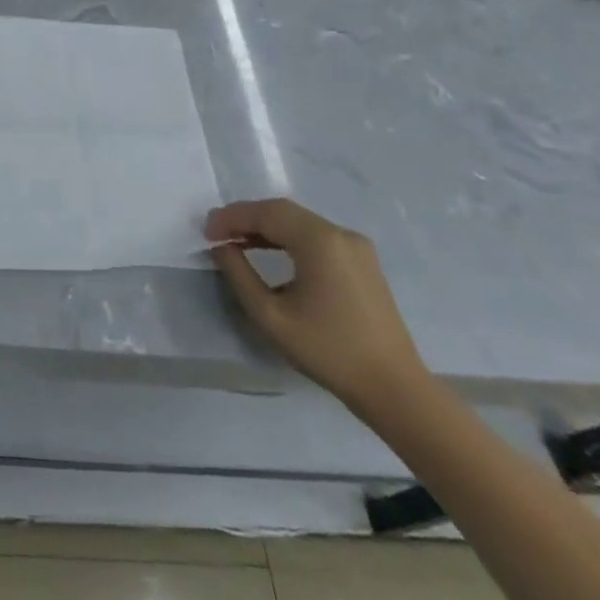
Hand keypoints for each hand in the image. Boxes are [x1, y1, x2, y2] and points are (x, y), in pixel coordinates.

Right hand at [205, 197, 427, 416]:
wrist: (393, 388)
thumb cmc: (327, 351)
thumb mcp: (270, 316)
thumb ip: (239, 274)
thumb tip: (221, 247)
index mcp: (319, 241)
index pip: (266, 213)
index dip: (231, 217)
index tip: (206, 232)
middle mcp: (340, 234)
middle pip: (283, 211)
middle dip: (247, 218)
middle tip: (217, 232)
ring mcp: (356, 246)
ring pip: (300, 222)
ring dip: (267, 227)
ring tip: (237, 241)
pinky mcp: (363, 262)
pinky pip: (317, 237)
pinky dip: (289, 238)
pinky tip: (270, 252)